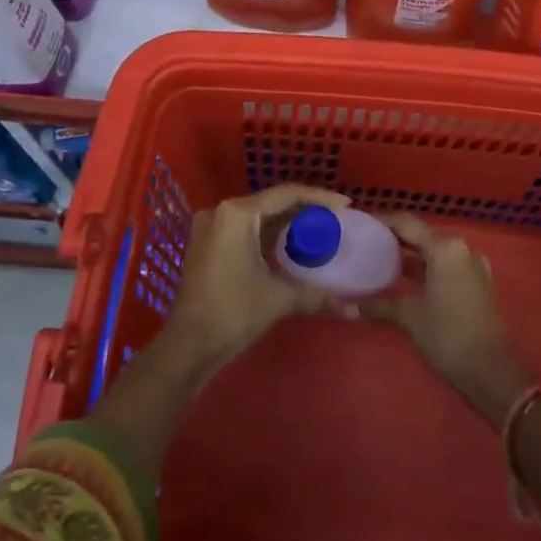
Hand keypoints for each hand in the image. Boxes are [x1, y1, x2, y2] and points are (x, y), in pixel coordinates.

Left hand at [159, 183, 348, 375]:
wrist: (187, 346)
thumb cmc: (233, 313)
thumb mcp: (278, 298)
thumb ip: (316, 294)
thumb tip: (353, 308)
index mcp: (237, 213)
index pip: (286, 194)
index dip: (319, 198)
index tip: (345, 205)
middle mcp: (222, 211)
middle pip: (272, 202)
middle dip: (304, 210)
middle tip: (335, 219)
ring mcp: (211, 227)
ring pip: (258, 216)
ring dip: (287, 222)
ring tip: (319, 229)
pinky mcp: (208, 244)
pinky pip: (246, 229)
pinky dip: (269, 234)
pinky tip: (291, 244)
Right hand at [358, 213, 532, 423]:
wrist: (492, 372)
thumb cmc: (448, 336)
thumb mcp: (410, 317)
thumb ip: (378, 307)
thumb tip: (345, 307)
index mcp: (445, 248)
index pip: (407, 223)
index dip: (382, 221)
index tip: (359, 222)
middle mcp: (460, 249)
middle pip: (421, 234)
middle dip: (394, 237)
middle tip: (364, 240)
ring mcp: (471, 265)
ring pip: (433, 250)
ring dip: (409, 253)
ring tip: (378, 256)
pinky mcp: (475, 282)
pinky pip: (444, 265)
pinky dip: (424, 267)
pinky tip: (404, 278)